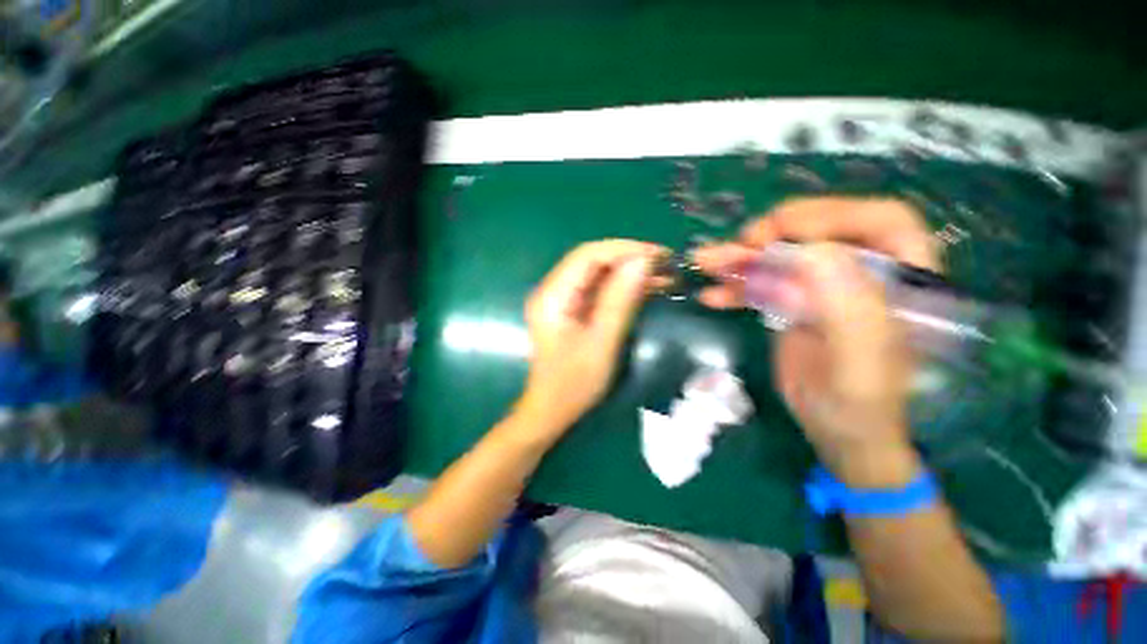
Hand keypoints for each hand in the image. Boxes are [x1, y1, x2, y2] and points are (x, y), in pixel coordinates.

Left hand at [517, 240, 665, 439]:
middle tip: (666, 264)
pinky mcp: (573, 310)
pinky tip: (648, 289)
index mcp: (552, 296)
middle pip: (593, 261)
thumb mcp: (601, 342)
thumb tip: (642, 261)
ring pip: (599, 274)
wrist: (552, 411)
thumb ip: (619, 300)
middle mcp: (553, 290)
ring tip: (665, 275)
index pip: (587, 255)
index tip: (657, 254)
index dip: (623, 249)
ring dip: (630, 273)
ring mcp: (563, 300)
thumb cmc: (573, 384)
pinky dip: (623, 288)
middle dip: (630, 259)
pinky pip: (600, 290)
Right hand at [694, 198, 938, 485]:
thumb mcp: (858, 365)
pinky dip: (735, 287)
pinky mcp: (794, 303)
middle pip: (820, 232)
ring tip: (706, 261)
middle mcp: (864, 274)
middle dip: (774, 234)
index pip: (881, 221)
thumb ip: (848, 309)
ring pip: (782, 257)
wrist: (838, 432)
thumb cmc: (860, 406)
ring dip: (742, 258)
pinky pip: (763, 284)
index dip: (831, 215)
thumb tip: (811, 253)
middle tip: (738, 247)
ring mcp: (824, 287)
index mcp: (902, 281)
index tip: (781, 234)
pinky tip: (711, 295)